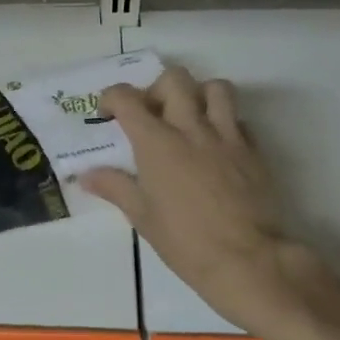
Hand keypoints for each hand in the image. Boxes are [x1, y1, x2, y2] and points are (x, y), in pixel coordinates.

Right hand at [81, 65, 309, 333]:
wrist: (248, 261)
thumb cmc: (186, 242)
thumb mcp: (143, 217)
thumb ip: (115, 187)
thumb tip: (86, 175)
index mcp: (157, 142)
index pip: (127, 98)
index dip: (112, 97)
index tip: (109, 114)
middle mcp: (191, 128)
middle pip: (174, 79)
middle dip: (157, 89)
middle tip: (152, 114)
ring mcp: (226, 136)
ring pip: (216, 88)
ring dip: (199, 95)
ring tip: (190, 118)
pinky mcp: (253, 151)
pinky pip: (240, 120)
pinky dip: (226, 123)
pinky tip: (218, 146)